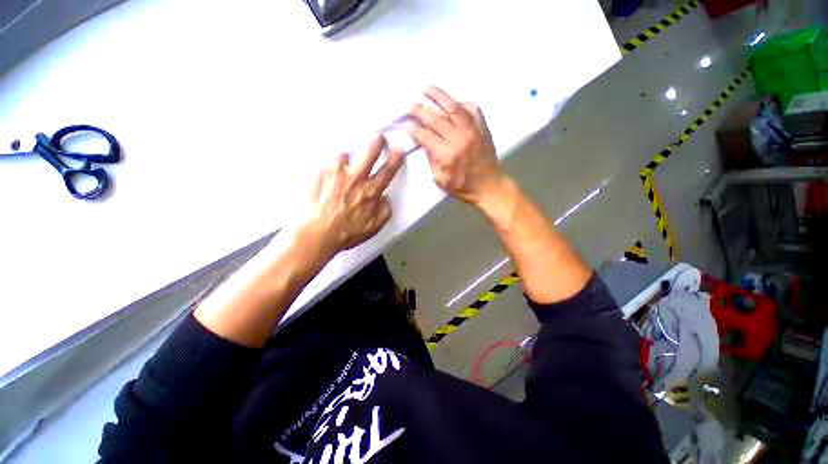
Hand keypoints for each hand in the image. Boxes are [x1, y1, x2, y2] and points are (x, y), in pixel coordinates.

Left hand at [303, 135, 404, 259]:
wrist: (318, 233)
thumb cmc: (347, 232)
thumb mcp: (373, 227)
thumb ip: (384, 212)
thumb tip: (386, 199)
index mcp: (370, 192)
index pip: (387, 172)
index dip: (395, 160)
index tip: (399, 150)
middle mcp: (355, 179)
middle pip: (369, 155)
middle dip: (376, 143)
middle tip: (379, 137)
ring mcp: (336, 175)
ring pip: (344, 156)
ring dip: (346, 159)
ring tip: (343, 164)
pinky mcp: (319, 176)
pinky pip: (325, 165)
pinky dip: (328, 168)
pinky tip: (326, 176)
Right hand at [408, 86, 502, 207]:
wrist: (488, 186)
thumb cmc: (462, 186)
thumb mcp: (440, 179)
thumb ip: (431, 160)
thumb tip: (425, 142)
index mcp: (446, 155)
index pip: (425, 136)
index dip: (414, 129)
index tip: (407, 124)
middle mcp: (458, 138)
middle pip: (436, 119)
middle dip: (420, 110)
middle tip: (411, 106)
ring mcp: (472, 130)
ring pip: (453, 108)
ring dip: (439, 96)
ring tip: (427, 89)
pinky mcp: (482, 128)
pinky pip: (472, 109)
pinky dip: (462, 103)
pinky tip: (454, 102)